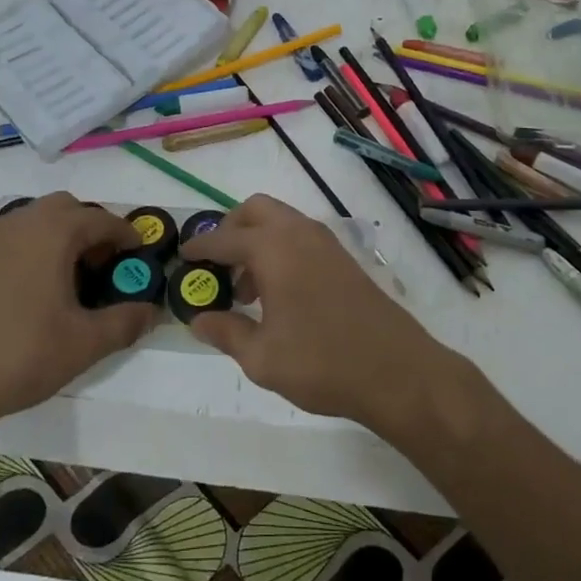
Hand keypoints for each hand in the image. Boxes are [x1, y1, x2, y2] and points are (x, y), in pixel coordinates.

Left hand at [0, 194, 158, 443]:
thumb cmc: (19, 354)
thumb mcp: (84, 343)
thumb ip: (124, 323)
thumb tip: (151, 312)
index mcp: (53, 231)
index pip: (102, 219)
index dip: (127, 236)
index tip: (140, 258)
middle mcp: (21, 222)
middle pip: (68, 208)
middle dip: (93, 229)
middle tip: (104, 268)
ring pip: (37, 220)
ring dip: (62, 237)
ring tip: (72, 281)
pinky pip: (15, 237)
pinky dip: (35, 248)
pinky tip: (36, 290)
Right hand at [180, 195, 459, 433]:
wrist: (398, 371)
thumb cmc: (322, 362)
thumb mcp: (261, 357)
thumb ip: (226, 332)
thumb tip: (198, 319)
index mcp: (273, 249)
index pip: (224, 239)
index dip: (199, 248)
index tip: (182, 256)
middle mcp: (299, 233)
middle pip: (255, 210)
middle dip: (230, 229)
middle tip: (217, 265)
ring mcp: (326, 243)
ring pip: (281, 221)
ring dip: (257, 240)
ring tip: (246, 290)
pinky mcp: (344, 258)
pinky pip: (300, 237)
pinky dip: (280, 249)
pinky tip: (277, 294)